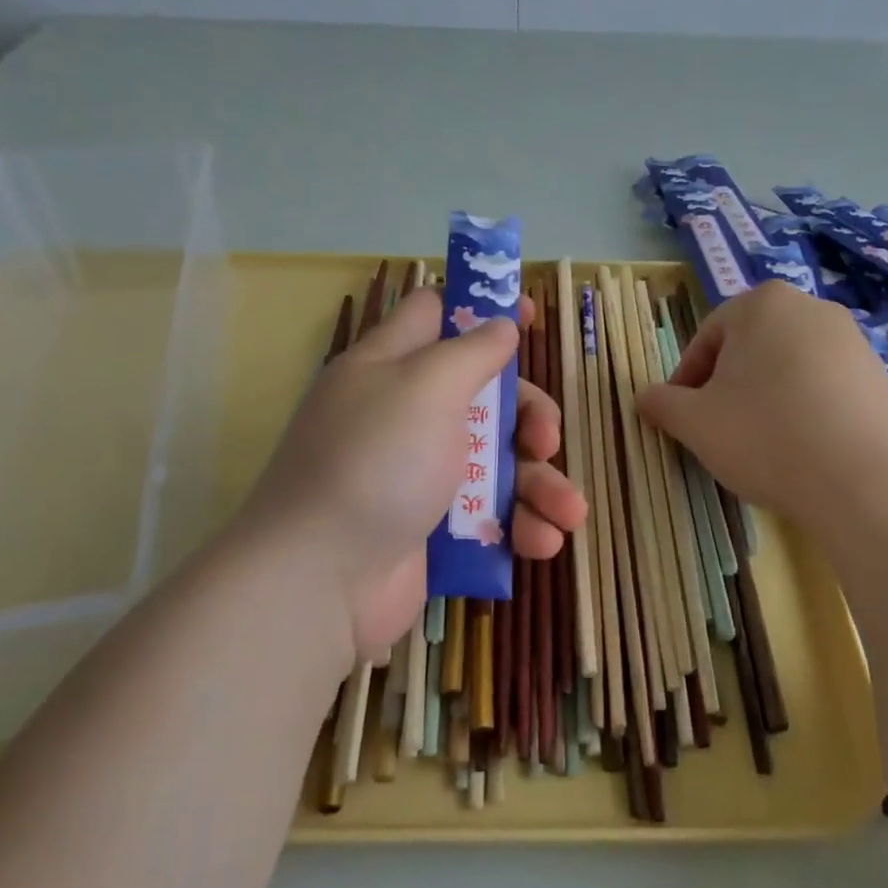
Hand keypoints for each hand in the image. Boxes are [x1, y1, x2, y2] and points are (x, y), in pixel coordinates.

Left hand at [241, 287, 587, 657]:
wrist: (320, 579)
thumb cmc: (376, 462)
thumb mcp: (426, 386)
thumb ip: (471, 352)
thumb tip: (501, 326)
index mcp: (390, 366)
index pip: (436, 314)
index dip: (482, 308)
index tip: (529, 315)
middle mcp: (405, 415)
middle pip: (483, 394)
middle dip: (529, 414)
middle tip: (546, 439)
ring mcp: (418, 475)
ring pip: (496, 461)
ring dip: (540, 484)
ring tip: (568, 511)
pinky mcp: (432, 529)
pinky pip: (488, 516)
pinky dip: (519, 526)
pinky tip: (543, 542)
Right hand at [637, 282, 887, 529]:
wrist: (866, 482)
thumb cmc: (765, 437)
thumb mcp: (695, 423)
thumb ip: (662, 403)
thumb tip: (643, 396)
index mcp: (761, 304)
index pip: (706, 339)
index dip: (686, 382)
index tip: (683, 419)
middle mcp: (810, 307)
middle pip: (748, 349)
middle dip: (727, 387)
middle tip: (719, 431)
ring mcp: (852, 339)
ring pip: (787, 367)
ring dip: (765, 398)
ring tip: (762, 444)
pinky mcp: (880, 374)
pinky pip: (824, 386)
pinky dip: (804, 409)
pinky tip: (802, 448)